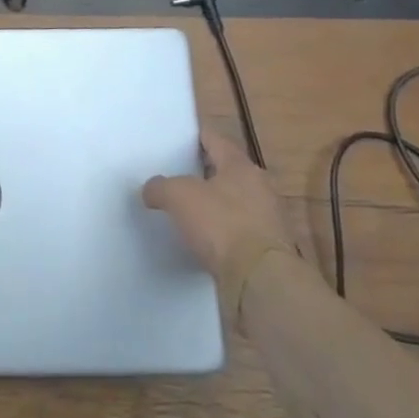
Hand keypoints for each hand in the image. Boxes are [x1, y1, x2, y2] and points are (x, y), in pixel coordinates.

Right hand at [142, 131, 299, 324]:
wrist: (260, 280)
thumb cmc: (221, 224)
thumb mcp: (178, 196)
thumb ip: (160, 186)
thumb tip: (151, 189)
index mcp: (241, 166)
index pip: (215, 140)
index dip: (194, 137)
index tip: (176, 140)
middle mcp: (259, 187)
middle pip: (226, 171)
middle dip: (202, 173)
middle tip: (174, 176)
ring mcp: (267, 219)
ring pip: (233, 202)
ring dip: (213, 205)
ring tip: (185, 210)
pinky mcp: (266, 249)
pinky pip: (237, 231)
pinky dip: (221, 232)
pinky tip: (201, 240)